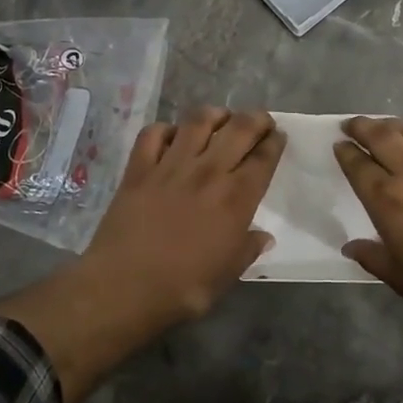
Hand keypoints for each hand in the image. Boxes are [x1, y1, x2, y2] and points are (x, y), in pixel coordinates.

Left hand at [78, 107, 285, 320]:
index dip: (275, 142)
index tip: (278, 136)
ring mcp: (171, 166)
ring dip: (215, 114)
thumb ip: (248, 249)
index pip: (263, 158)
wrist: (124, 287)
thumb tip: (264, 236)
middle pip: (238, 129)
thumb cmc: (183, 288)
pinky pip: (154, 133)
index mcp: (236, 198)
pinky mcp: (139, 168)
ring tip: (221, 118)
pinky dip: (166, 129)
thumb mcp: (228, 274)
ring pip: (198, 121)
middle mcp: (208, 172)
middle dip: (256, 119)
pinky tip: (172, 136)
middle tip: (260, 121)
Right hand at [334, 117, 402, 402]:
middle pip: (381, 136)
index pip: (358, 165)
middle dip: (362, 126)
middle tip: (352, 124)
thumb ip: (372, 257)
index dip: (345, 152)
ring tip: (387, 126)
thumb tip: (351, 246)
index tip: (339, 145)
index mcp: (387, 200)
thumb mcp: (400, 279)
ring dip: (394, 124)